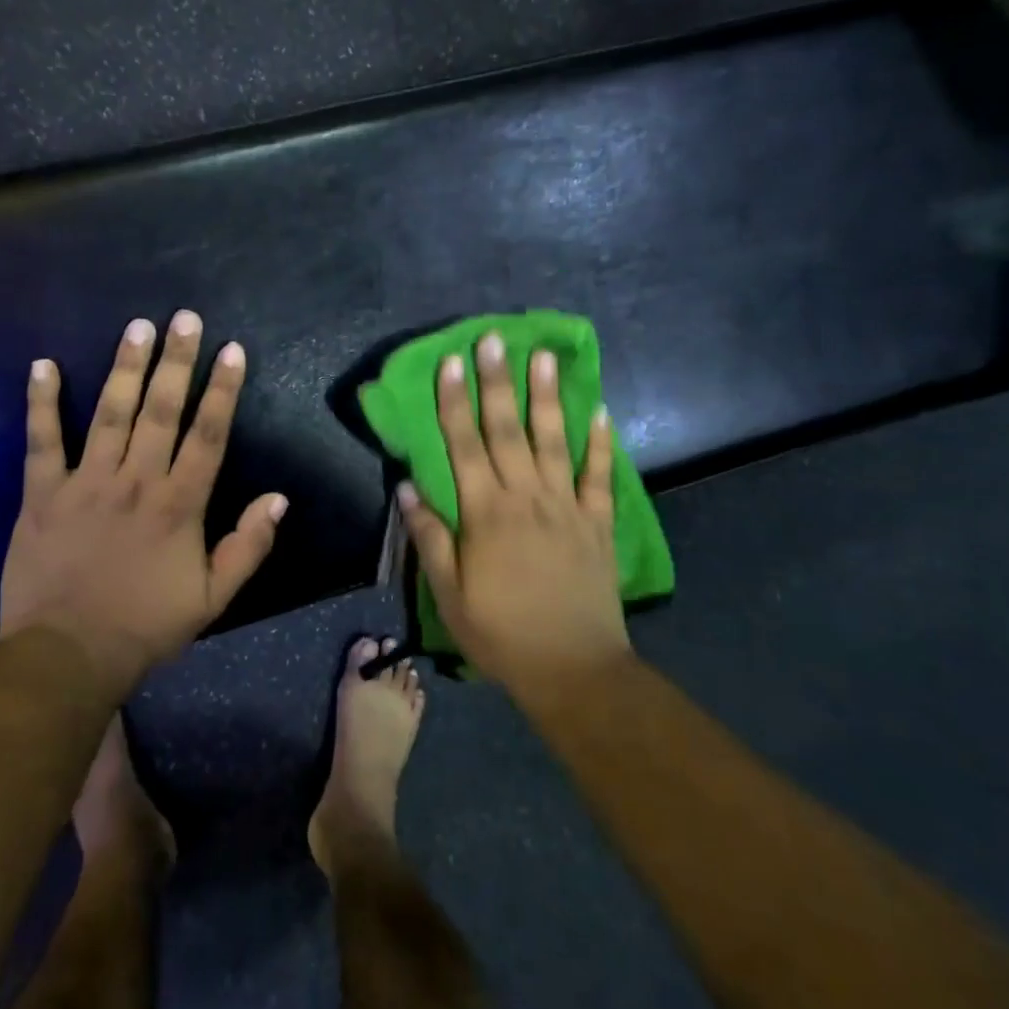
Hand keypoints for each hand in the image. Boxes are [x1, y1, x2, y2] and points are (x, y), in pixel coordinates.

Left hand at [0, 311, 287, 694]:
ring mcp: (86, 483)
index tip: (231, 350)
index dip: (222, 390)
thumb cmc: (146, 625)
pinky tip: (42, 365)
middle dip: (176, 361)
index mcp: (179, 504)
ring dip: (124, 367)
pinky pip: (42, 441)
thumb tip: (278, 498)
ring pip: (109, 413)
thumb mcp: (214, 597)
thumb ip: (248, 546)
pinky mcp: (42, 494)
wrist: (68, 655)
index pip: (208, 435)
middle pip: (161, 410)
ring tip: (137, 327)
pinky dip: (41, 402)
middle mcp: (136, 481)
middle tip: (184, 318)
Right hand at [398, 330, 630, 701]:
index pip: (464, 446)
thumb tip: (406, 487)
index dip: (455, 402)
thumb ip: (429, 537)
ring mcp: (567, 507)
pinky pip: (599, 475)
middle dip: (498, 382)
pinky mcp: (598, 523)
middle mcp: (526, 498)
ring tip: (545, 355)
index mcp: (485, 514)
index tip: (452, 362)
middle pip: (507, 431)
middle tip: (495, 338)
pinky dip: (601, 443)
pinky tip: (600, 411)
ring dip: (548, 396)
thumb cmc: (501, 634)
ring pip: (555, 441)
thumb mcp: (448, 595)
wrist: (574, 669)